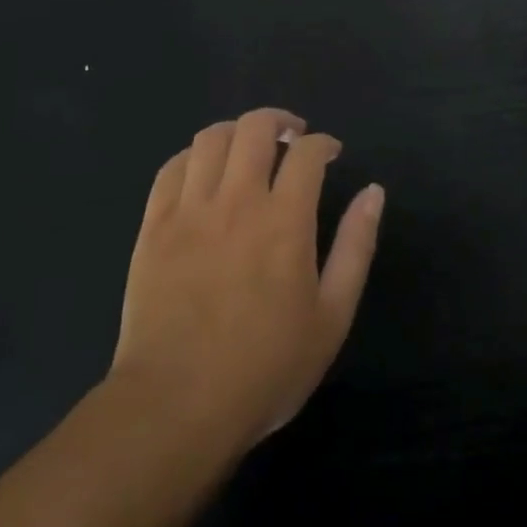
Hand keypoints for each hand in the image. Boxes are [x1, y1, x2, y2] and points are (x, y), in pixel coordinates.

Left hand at [110, 109, 384, 455]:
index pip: (307, 153)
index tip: (332, 153)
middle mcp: (236, 201)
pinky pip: (170, 169)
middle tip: (292, 138)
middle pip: (254, 128)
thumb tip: (373, 192)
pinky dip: (193, 156)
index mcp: (285, 219)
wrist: (177, 405)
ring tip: (249, 148)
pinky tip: (204, 170)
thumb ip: (356, 246)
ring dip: (236, 131)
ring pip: (210, 139)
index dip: (324, 143)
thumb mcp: (333, 315)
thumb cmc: (267, 366)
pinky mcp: (152, 227)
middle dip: (280, 122)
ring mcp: (188, 211)